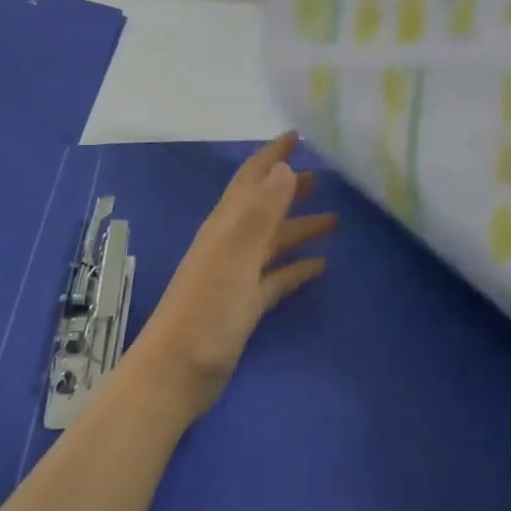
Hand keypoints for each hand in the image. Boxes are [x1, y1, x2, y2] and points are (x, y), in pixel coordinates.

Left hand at [126, 133, 335, 418]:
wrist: (176, 374)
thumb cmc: (206, 310)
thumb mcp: (236, 257)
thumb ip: (261, 213)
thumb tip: (285, 167)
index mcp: (226, 225)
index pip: (252, 178)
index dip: (273, 155)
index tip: (298, 135)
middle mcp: (230, 242)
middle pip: (264, 205)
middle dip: (290, 187)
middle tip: (325, 177)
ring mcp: (236, 274)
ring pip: (273, 240)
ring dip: (300, 226)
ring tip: (334, 220)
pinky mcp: (244, 304)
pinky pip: (276, 276)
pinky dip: (296, 267)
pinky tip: (320, 266)